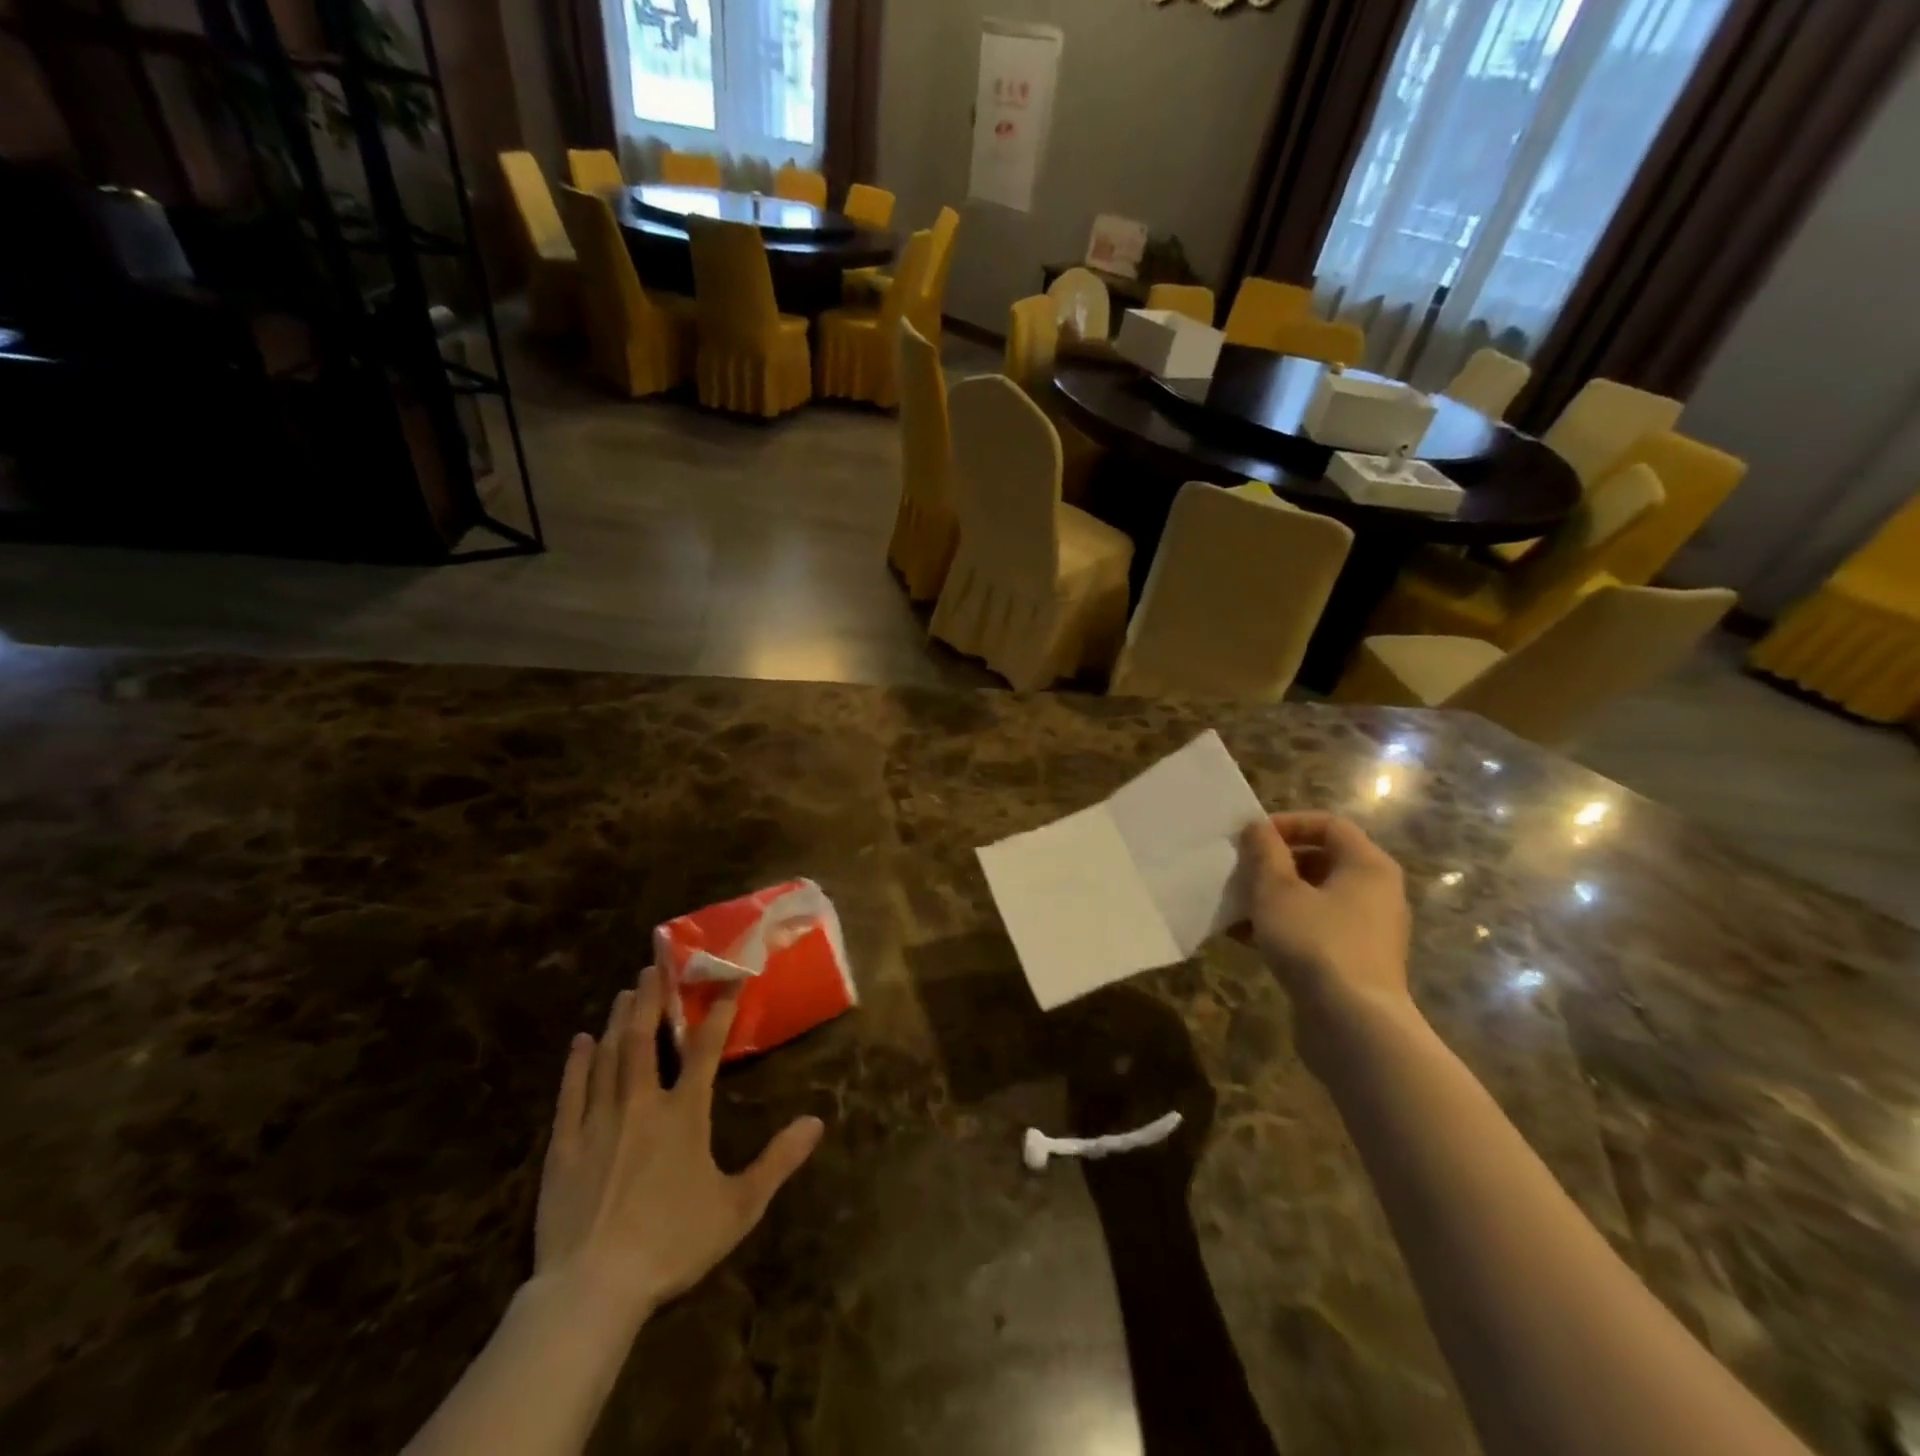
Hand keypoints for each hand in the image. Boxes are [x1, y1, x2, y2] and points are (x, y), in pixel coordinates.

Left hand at [533, 967, 823, 1321]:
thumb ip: (778, 1161)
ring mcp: (598, 1122)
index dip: (719, 1009)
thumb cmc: (672, 1243)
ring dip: (619, 1020)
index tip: (728, 977)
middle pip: (645, 1039)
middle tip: (654, 967)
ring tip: (626, 992)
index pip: (706, 1048)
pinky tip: (580, 1042)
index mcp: (684, 1114)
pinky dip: (577, 1064)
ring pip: (609, 1057)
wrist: (593, 1289)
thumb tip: (816, 1123)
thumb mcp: (738, 1207)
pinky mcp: (563, 1146)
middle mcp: (641, 1104)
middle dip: (653, 1000)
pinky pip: (572, 1093)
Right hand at [1236, 813, 1412, 1032]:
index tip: (1251, 838)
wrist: (1353, 1025)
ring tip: (1234, 907)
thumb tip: (1257, 827)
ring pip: (1313, 899)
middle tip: (1240, 872)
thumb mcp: (1277, 891)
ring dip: (1272, 898)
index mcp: (1367, 866)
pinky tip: (1244, 939)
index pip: (1329, 825)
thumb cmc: (1316, 943)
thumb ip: (1264, 853)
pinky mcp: (1354, 962)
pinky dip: (1283, 927)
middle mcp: (1376, 893)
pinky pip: (1314, 930)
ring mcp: (1368, 931)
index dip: (1288, 824)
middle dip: (1274, 864)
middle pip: (1320, 861)